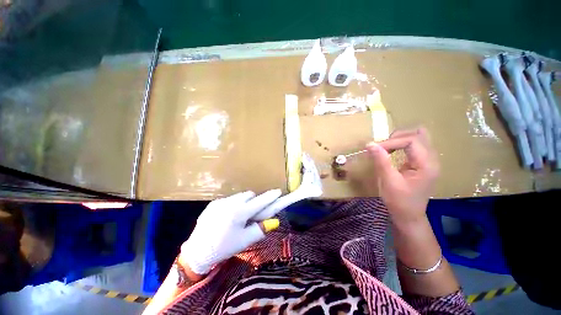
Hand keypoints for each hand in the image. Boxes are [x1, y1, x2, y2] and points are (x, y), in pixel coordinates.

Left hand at [180, 190, 281, 274]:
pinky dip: (233, 204)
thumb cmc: (224, 248)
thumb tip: (274, 221)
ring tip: (239, 215)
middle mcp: (230, 203)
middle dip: (254, 201)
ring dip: (243, 201)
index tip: (278, 191)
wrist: (197, 252)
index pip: (260, 201)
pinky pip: (229, 199)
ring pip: (239, 196)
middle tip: (252, 213)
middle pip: (249, 195)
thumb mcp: (245, 241)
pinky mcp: (213, 203)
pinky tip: (227, 216)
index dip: (270, 196)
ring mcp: (220, 202)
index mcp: (239, 213)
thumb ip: (260, 230)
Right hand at [366, 127, 439, 223]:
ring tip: (385, 147)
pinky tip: (392, 151)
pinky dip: (401, 144)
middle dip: (397, 137)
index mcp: (427, 165)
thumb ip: (381, 160)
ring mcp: (429, 160)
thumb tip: (370, 144)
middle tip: (380, 147)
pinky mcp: (423, 162)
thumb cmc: (399, 201)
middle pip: (418, 135)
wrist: (409, 215)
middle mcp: (432, 159)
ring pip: (418, 137)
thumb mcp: (388, 181)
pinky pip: (414, 145)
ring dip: (400, 139)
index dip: (391, 141)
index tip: (374, 148)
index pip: (412, 140)